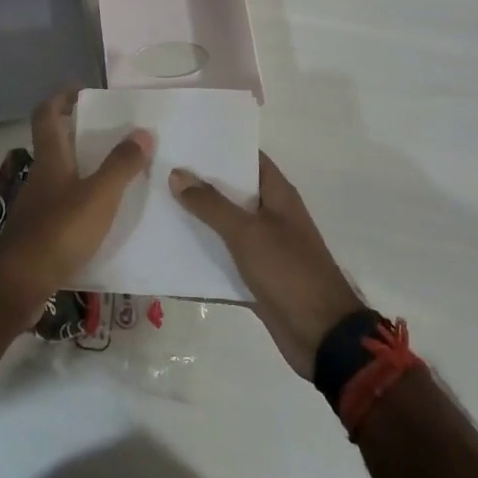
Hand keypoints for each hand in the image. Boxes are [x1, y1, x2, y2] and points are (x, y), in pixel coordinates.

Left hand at [0, 90, 151, 318]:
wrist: (20, 284)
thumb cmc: (59, 231)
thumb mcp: (99, 196)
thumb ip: (121, 165)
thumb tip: (143, 131)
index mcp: (51, 159)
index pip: (46, 114)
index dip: (61, 97)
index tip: (83, 91)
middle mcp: (40, 176)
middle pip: (54, 143)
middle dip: (79, 133)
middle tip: (112, 133)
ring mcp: (37, 205)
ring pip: (60, 175)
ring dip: (83, 168)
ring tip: (116, 173)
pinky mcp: (39, 232)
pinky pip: (63, 204)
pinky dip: (82, 200)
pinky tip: (103, 216)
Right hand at [172, 153, 362, 377]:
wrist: (322, 337)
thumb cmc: (289, 272)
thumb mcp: (248, 233)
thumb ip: (211, 204)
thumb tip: (177, 173)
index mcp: (278, 195)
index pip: (247, 158)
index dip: (220, 147)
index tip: (185, 140)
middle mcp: (270, 216)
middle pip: (231, 192)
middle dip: (199, 184)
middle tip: (159, 170)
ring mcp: (263, 248)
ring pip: (224, 227)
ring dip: (197, 221)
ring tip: (155, 206)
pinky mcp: (255, 278)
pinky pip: (223, 261)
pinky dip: (201, 258)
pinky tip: (168, 255)